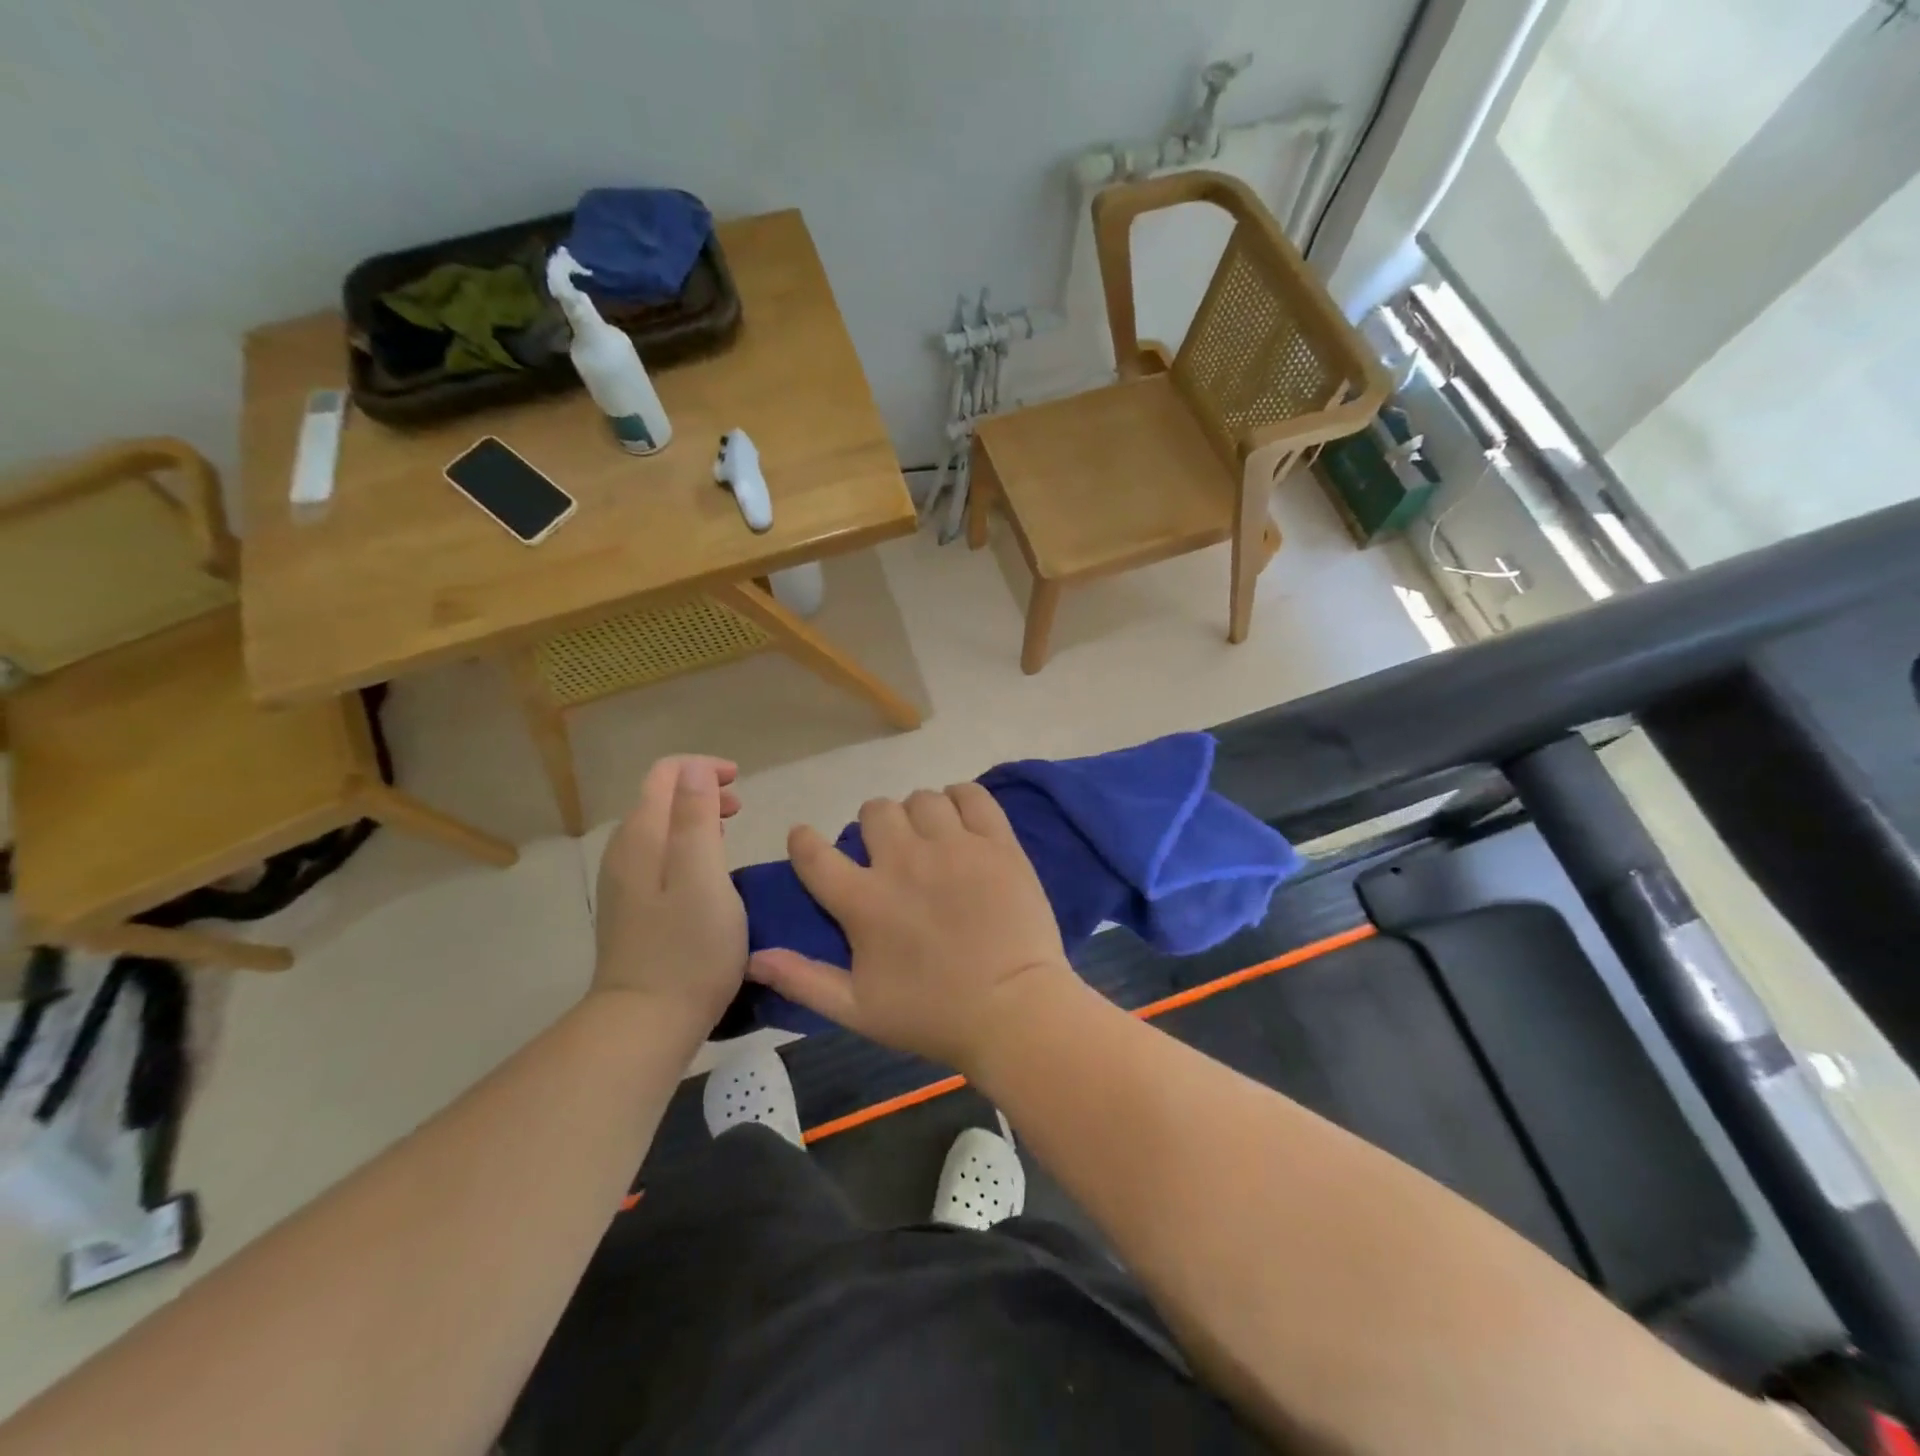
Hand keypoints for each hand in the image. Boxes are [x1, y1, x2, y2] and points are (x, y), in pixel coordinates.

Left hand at [593, 756, 746, 1030]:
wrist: (646, 1022)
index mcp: (642, 837)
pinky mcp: (632, 910)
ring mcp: (625, 883)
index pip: (665, 774)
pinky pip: (659, 857)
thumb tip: (694, 768)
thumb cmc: (688, 948)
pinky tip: (708, 872)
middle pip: (660, 799)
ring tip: (729, 834)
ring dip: (695, 819)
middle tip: (740, 809)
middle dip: (700, 791)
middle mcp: (625, 852)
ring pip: (660, 829)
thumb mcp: (703, 876)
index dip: (702, 768)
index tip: (740, 783)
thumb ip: (696, 817)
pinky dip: (686, 847)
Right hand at [746, 784, 1075, 1071]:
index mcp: (864, 901)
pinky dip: (961, 799)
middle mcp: (904, 861)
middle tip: (889, 852)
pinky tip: (961, 820)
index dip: (804, 840)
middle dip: (873, 827)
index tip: (807, 840)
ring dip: (917, 814)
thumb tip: (754, 957)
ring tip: (929, 838)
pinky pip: (972, 796)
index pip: (814, 853)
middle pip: (874, 811)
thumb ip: (803, 979)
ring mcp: (954, 847)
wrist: (1014, 1011)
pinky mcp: (997, 842)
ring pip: (922, 799)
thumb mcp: (857, 1009)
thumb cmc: (933, 1016)